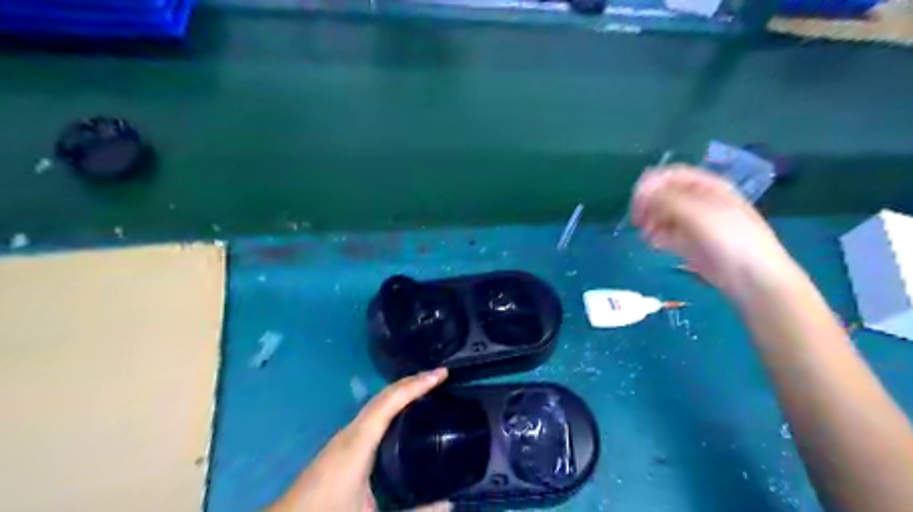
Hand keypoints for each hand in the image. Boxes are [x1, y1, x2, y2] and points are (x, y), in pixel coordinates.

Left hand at [266, 370, 450, 509]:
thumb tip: (449, 504)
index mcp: (359, 442)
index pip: (391, 402)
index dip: (417, 384)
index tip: (441, 374)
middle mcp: (351, 432)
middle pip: (384, 396)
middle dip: (412, 381)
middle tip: (439, 376)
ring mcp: (344, 437)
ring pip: (377, 403)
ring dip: (401, 391)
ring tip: (426, 388)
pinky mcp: (341, 445)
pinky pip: (372, 414)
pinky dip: (391, 404)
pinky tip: (401, 414)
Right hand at [637, 163, 799, 299]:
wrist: (752, 277)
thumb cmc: (729, 239)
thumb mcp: (698, 213)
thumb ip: (668, 199)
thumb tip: (642, 191)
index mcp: (708, 187)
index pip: (672, 175)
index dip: (651, 183)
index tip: (636, 200)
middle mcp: (700, 201)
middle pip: (664, 194)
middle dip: (648, 204)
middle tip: (637, 220)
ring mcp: (694, 223)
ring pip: (663, 215)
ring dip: (650, 221)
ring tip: (646, 235)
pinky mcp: (689, 243)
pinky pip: (667, 233)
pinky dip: (657, 236)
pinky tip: (654, 244)